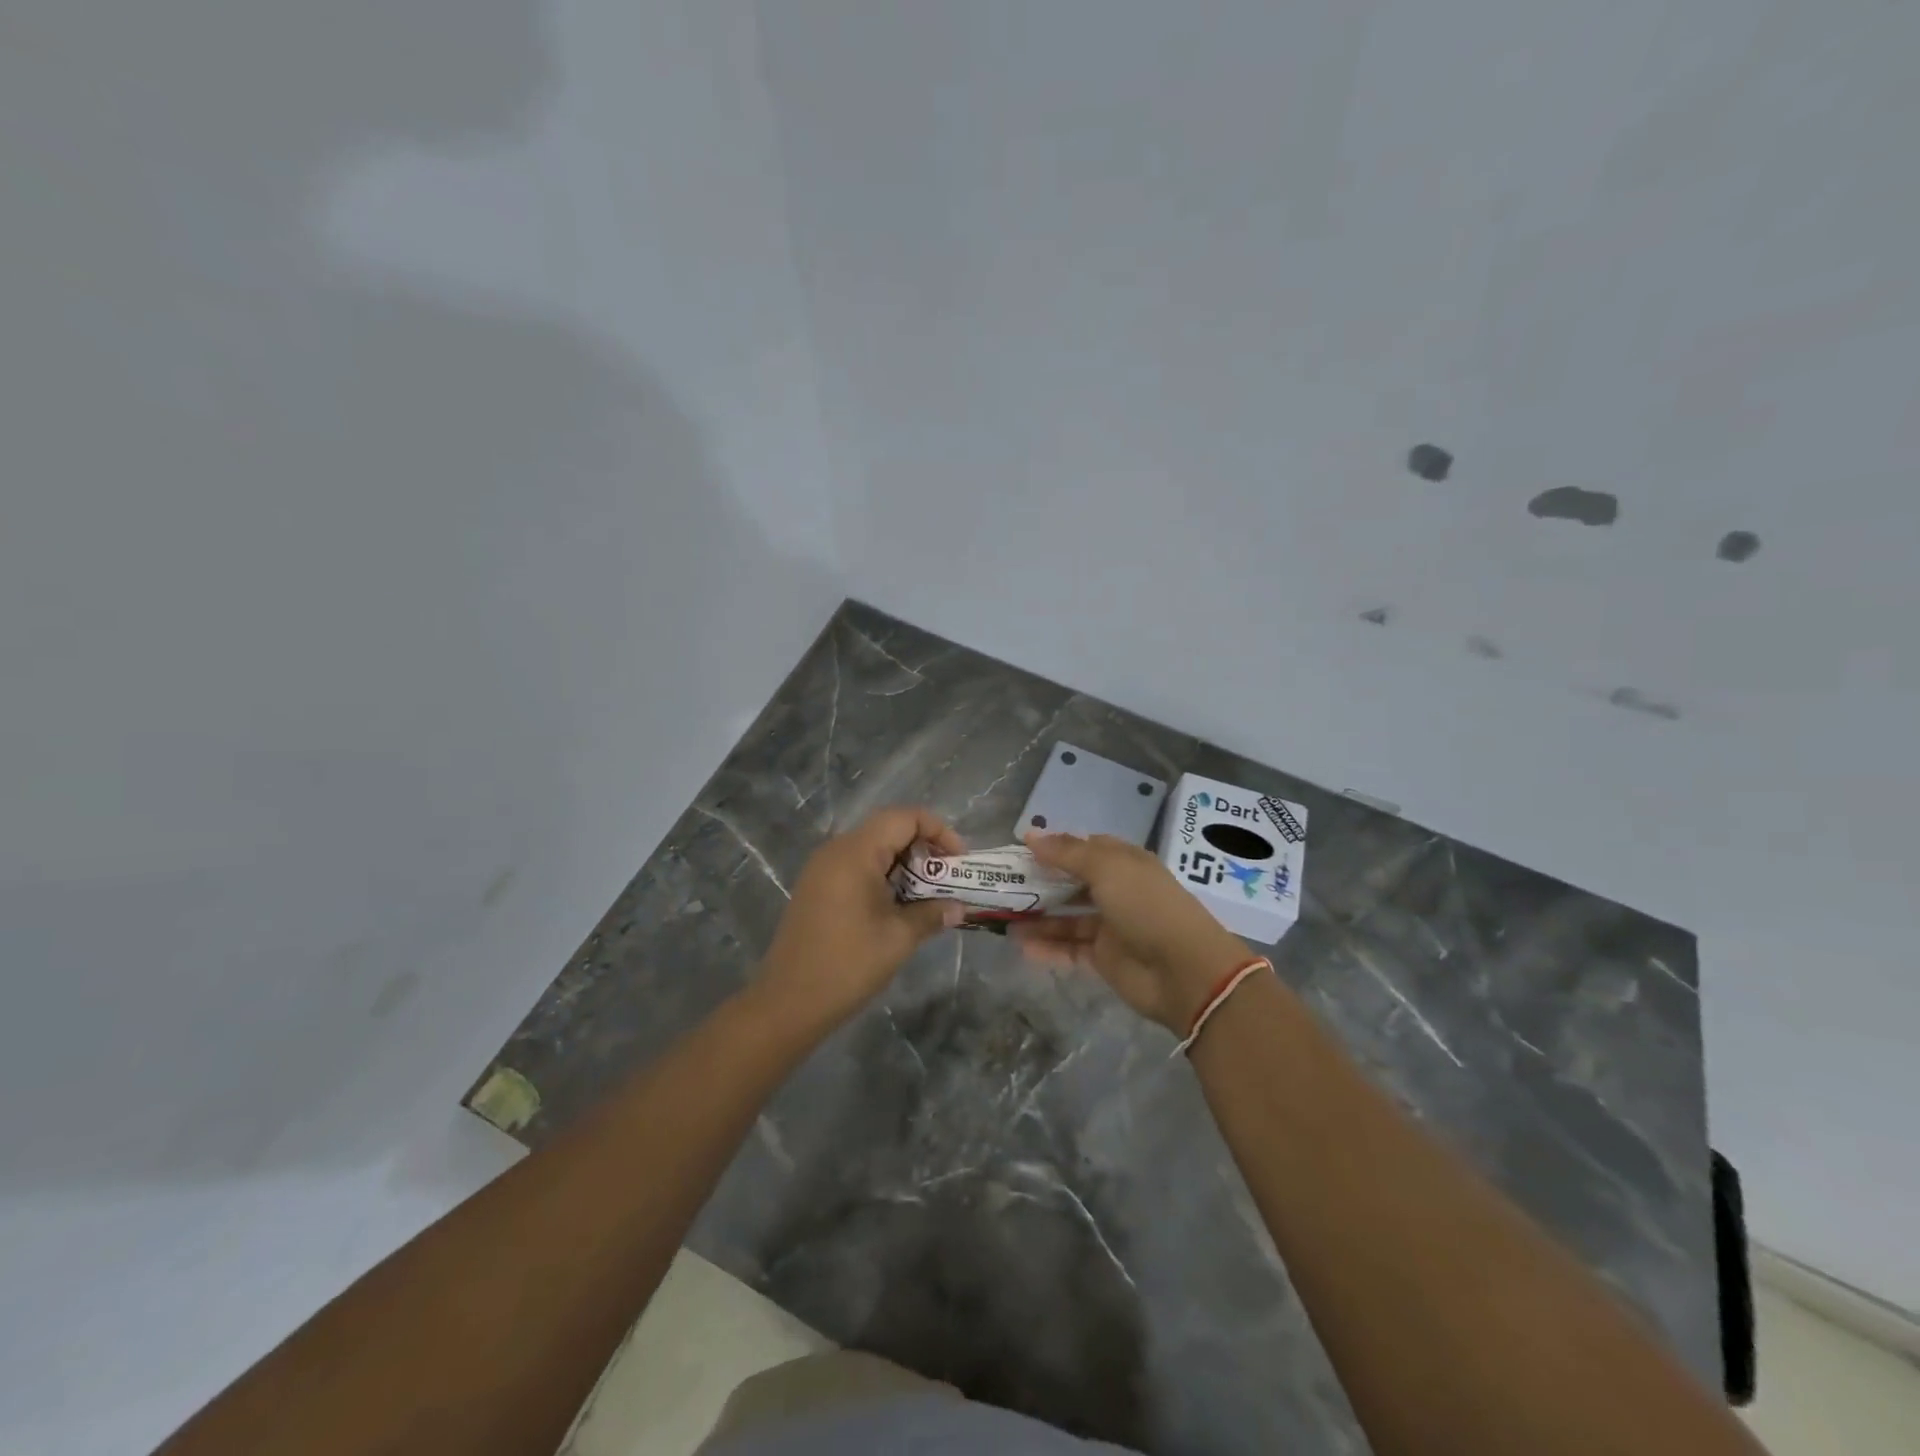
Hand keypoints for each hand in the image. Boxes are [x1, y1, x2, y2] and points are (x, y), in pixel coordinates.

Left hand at [758, 806, 965, 1029]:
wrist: (787, 1003)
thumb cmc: (847, 964)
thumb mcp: (898, 938)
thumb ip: (932, 914)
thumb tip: (959, 907)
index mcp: (855, 852)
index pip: (904, 817)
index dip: (938, 830)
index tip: (958, 861)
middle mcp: (836, 850)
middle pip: (888, 829)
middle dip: (924, 848)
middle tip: (947, 878)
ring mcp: (822, 869)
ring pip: (873, 849)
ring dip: (904, 865)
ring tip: (928, 895)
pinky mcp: (816, 889)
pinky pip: (856, 867)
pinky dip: (883, 876)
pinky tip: (898, 906)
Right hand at [1012, 832, 1250, 1033]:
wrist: (1184, 970)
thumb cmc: (1146, 906)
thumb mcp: (1106, 868)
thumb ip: (1066, 853)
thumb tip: (1030, 835)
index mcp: (1124, 863)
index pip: (1085, 849)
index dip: (1055, 848)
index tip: (1020, 851)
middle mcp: (1117, 891)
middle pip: (1072, 883)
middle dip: (1040, 883)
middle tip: (1003, 885)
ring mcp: (1110, 926)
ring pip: (1066, 918)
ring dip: (1038, 917)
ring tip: (1003, 917)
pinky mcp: (1104, 959)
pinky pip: (1069, 949)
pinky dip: (1047, 947)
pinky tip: (1020, 945)